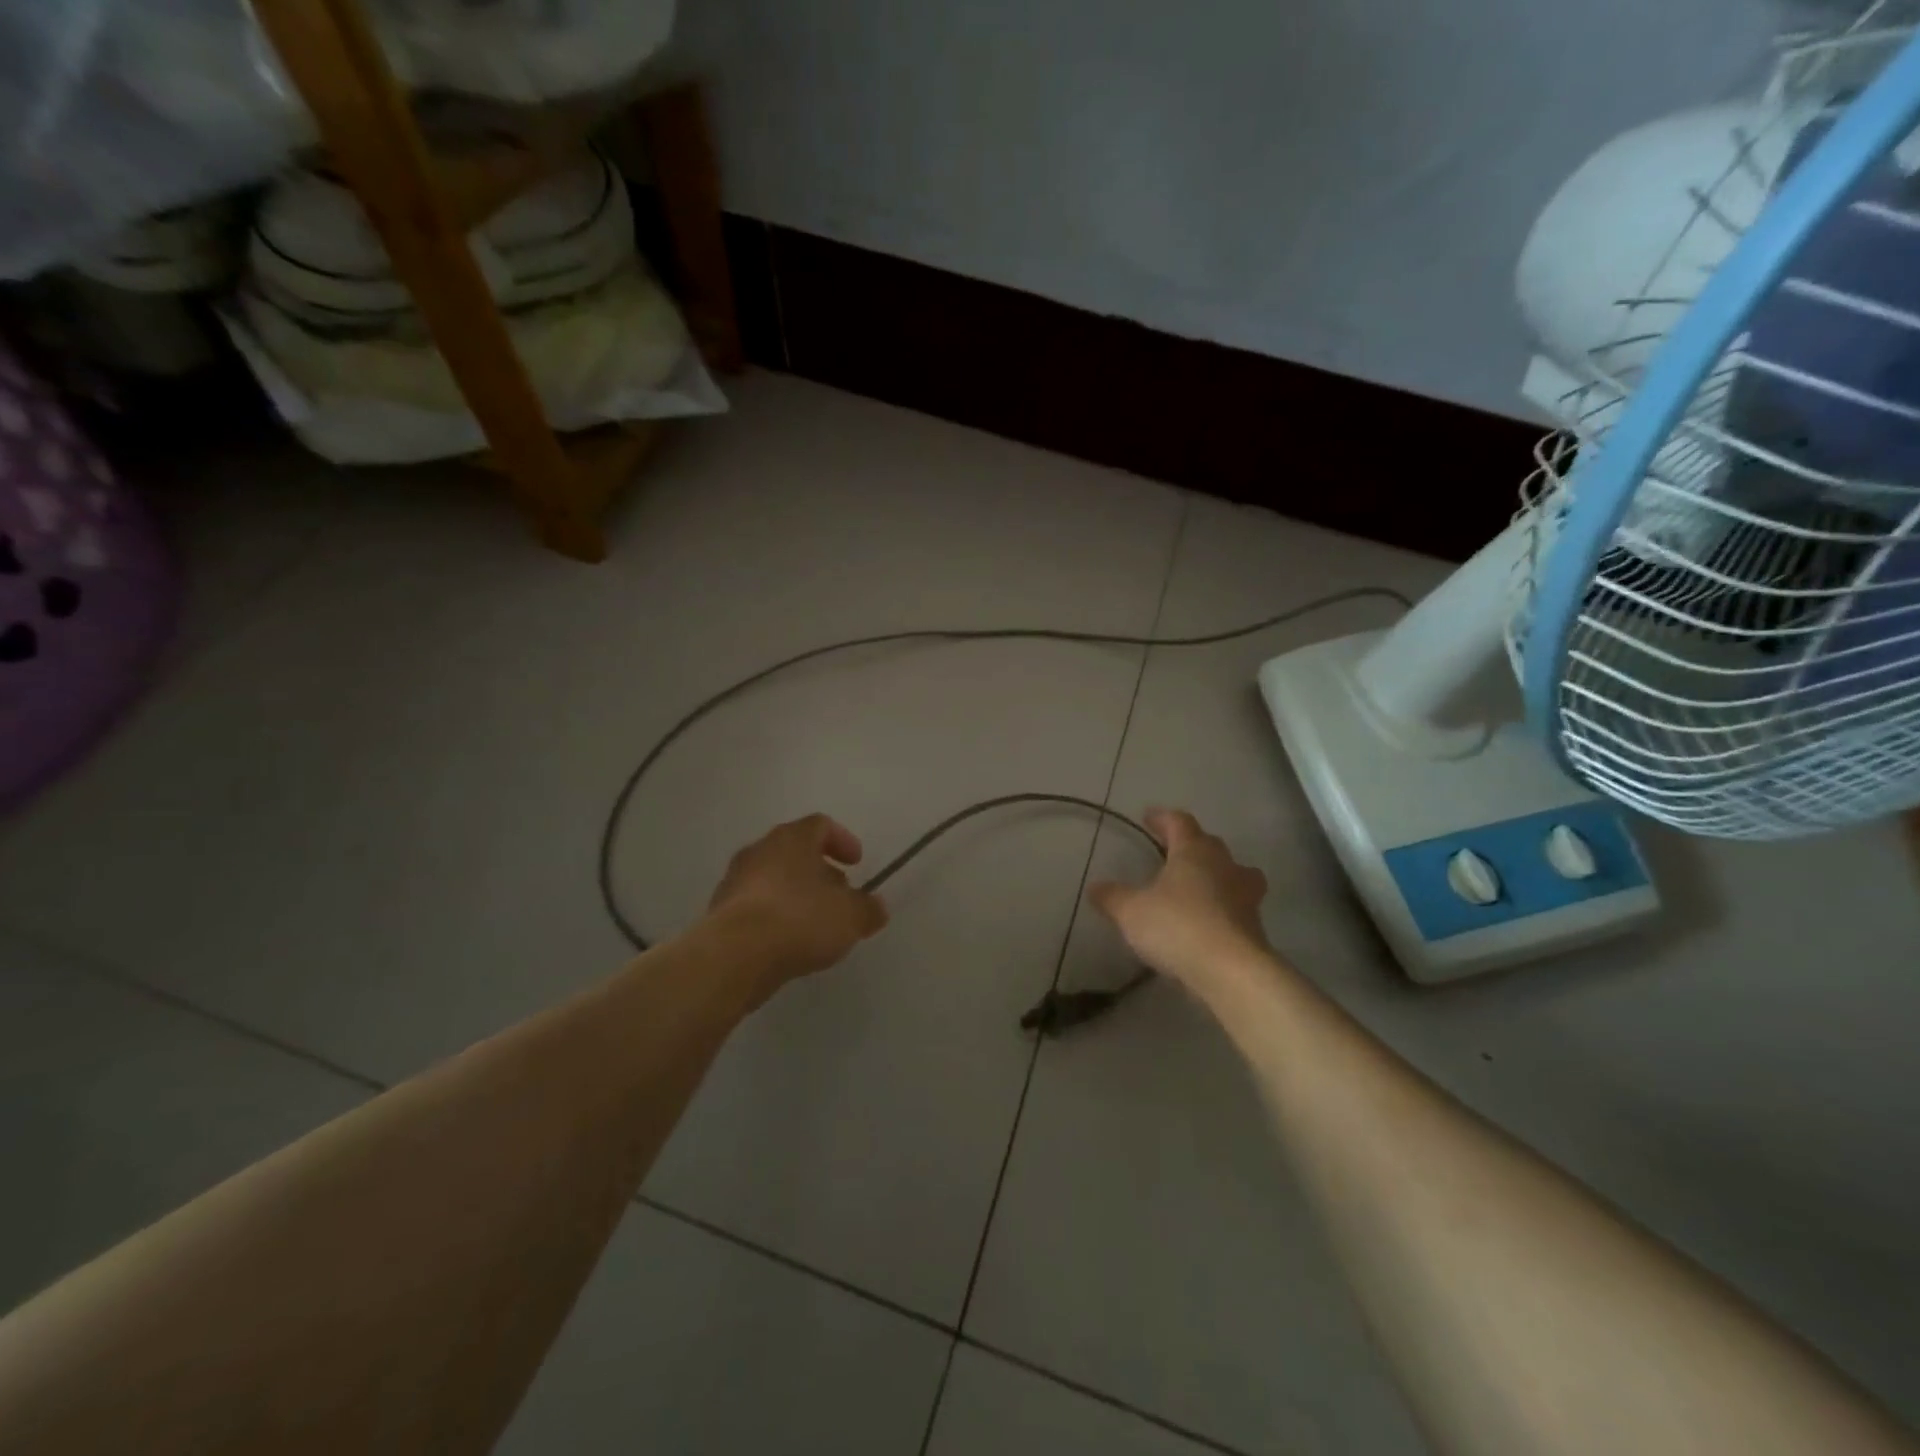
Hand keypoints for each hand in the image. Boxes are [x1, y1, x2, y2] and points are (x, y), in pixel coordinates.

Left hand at [706, 814, 888, 995]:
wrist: (734, 956)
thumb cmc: (799, 920)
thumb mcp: (850, 917)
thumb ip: (868, 909)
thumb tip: (877, 908)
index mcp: (792, 839)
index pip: (820, 825)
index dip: (842, 840)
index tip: (856, 863)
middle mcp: (760, 850)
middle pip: (795, 851)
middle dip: (820, 871)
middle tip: (839, 895)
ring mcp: (735, 881)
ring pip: (773, 879)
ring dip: (796, 895)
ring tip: (815, 924)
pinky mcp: (720, 912)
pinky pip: (756, 906)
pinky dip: (775, 916)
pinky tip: (788, 942)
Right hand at [1088, 809, 1270, 996]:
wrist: (1231, 972)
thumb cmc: (1177, 927)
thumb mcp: (1131, 912)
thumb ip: (1112, 897)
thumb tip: (1095, 887)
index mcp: (1194, 851)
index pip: (1179, 822)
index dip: (1163, 818)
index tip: (1148, 817)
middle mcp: (1224, 865)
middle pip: (1208, 844)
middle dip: (1189, 844)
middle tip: (1170, 850)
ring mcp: (1245, 895)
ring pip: (1233, 873)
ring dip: (1216, 874)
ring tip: (1198, 884)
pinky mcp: (1255, 926)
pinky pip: (1237, 905)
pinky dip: (1223, 906)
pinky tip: (1206, 921)